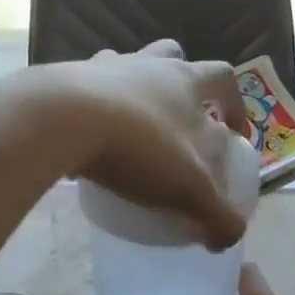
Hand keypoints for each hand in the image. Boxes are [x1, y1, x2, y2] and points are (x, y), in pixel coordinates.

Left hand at [30, 40, 249, 250]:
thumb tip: (228, 239)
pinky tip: (86, 135)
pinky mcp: (65, 78)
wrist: (60, 120)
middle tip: (179, 119)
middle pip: (173, 56)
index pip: (224, 77)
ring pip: (127, 64)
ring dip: (134, 89)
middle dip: (181, 82)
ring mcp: (103, 66)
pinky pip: (84, 86)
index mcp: (185, 80)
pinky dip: (91, 105)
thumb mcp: (188, 188)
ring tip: (130, 126)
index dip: (234, 103)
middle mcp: (147, 63)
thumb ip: (216, 215)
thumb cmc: (137, 146)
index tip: (232, 133)